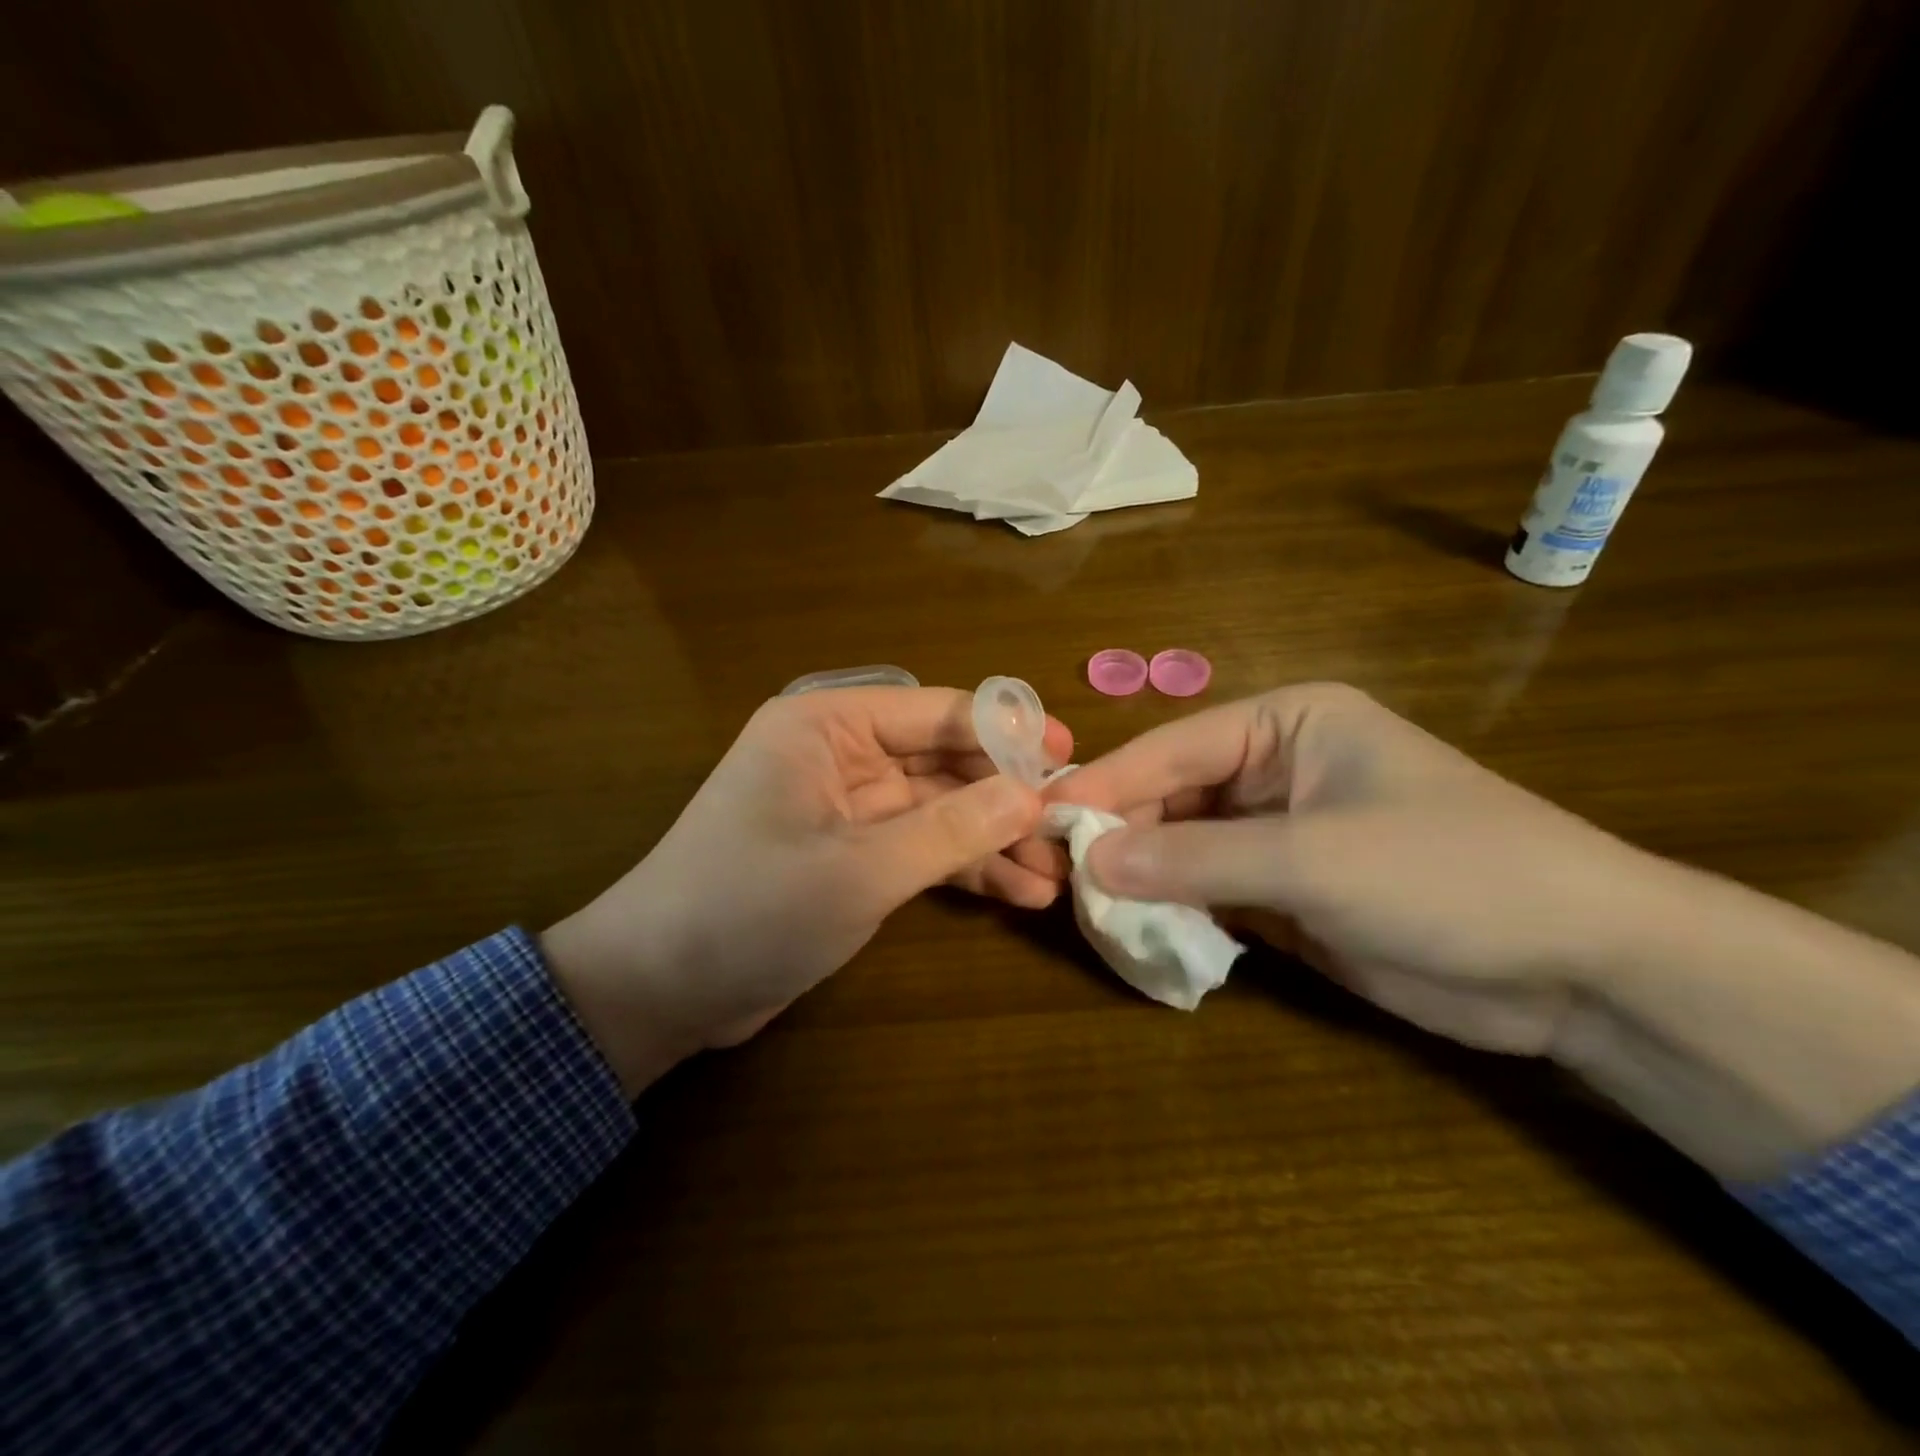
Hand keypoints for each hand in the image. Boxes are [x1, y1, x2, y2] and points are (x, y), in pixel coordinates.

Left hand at [542, 687, 1071, 1093]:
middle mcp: (839, 755)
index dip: (1006, 732)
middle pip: (944, 761)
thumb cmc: (748, 910)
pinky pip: (921, 848)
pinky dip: (964, 868)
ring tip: (1056, 873)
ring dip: (993, 839)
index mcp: (826, 726)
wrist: (660, 992)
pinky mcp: (852, 856)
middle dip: (1005, 797)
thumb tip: (1033, 794)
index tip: (1070, 756)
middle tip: (1072, 826)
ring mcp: (848, 808)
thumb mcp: (859, 869)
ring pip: (939, 810)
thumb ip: (951, 829)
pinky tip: (1019, 893)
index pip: (935, 712)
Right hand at [1047, 682, 1640, 1054]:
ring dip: (1142, 878)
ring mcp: (1280, 833)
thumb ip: (1195, 859)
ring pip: (1185, 848)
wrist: (1584, 970)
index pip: (1172, 749)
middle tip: (1055, 875)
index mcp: (1287, 723)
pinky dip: (1176, 912)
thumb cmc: (1451, 875)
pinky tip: (1138, 934)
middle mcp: (1275, 769)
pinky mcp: (1288, 892)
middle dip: (1119, 836)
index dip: (1105, 784)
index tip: (1040, 817)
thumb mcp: (1314, 859)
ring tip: (1085, 909)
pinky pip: (1210, 892)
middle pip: (1172, 798)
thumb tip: (1090, 859)